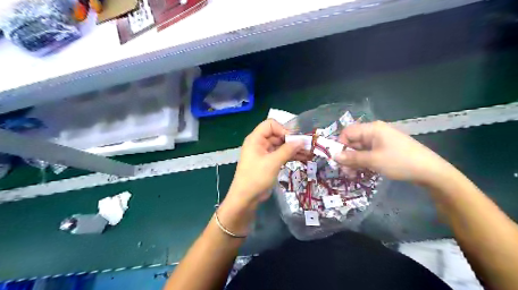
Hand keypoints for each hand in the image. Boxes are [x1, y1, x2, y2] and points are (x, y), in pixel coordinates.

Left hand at [226, 119, 303, 206]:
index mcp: (255, 139)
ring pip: (281, 145)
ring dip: (293, 148)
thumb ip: (287, 150)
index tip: (294, 140)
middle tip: (307, 145)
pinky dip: (290, 155)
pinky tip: (303, 157)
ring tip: (309, 152)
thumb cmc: (256, 178)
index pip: (270, 125)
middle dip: (291, 139)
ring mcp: (264, 153)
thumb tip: (302, 141)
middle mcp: (259, 143)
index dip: (283, 129)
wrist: (246, 198)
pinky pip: (281, 154)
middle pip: (277, 134)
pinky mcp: (268, 162)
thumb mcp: (273, 163)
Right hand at [336, 120, 453, 185]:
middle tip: (345, 172)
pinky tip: (362, 172)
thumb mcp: (373, 160)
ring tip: (352, 175)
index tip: (338, 160)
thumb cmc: (400, 162)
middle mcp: (375, 132)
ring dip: (354, 161)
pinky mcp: (385, 149)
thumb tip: (334, 156)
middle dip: (347, 156)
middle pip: (353, 141)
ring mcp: (381, 141)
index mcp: (372, 129)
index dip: (340, 145)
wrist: (430, 171)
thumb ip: (352, 158)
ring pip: (360, 149)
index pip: (348, 132)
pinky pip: (369, 153)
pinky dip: (363, 162)